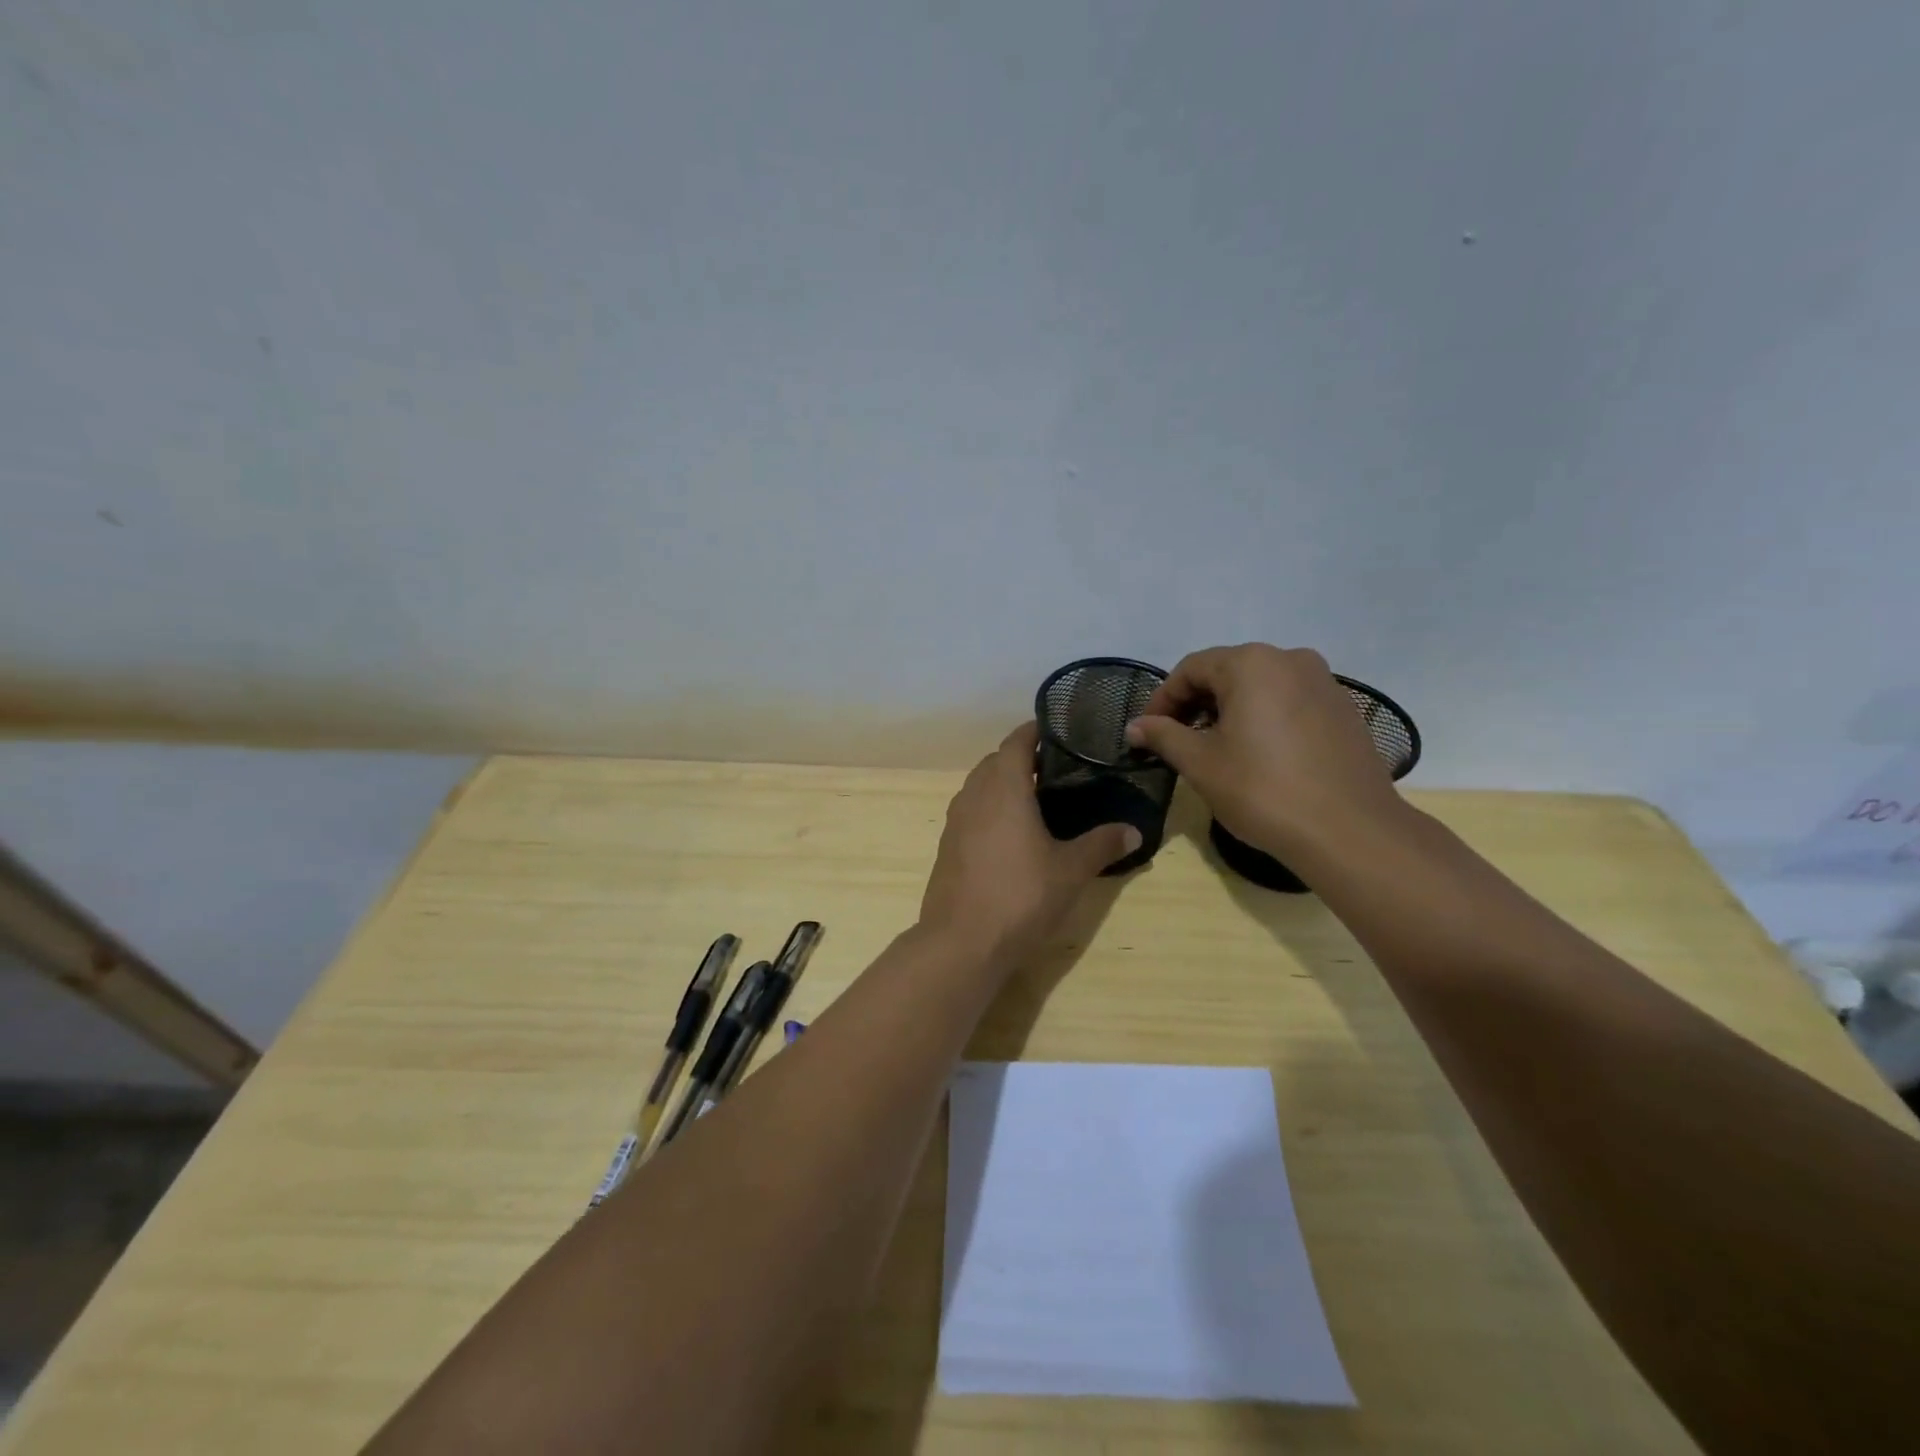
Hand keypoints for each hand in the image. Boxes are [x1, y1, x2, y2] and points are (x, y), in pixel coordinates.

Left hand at [919, 722, 1140, 968]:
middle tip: (1055, 770)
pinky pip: (970, 813)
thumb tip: (1134, 830)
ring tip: (1035, 800)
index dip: (1035, 732)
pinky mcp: (947, 848)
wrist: (962, 943)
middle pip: (994, 762)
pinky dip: (989, 810)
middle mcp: (973, 796)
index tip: (1057, 732)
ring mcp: (955, 822)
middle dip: (1020, 759)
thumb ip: (1102, 844)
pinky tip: (1010, 836)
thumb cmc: (1021, 896)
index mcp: (1003, 787)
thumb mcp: (1071, 871)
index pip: (1015, 742)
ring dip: (1002, 785)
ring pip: (978, 788)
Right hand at [1124, 644, 1405, 859]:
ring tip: (1216, 750)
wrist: (1350, 831)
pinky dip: (1264, 719)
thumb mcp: (1201, 763)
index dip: (1163, 699)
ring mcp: (1324, 683)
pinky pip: (1290, 702)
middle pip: (1227, 672)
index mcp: (1252, 664)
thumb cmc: (1263, 790)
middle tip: (1178, 741)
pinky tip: (1260, 755)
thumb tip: (1135, 726)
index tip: (1148, 732)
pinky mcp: (1344, 709)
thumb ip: (1163, 736)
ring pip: (1261, 687)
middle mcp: (1291, 659)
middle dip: (1196, 703)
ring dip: (1230, 711)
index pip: (1191, 668)